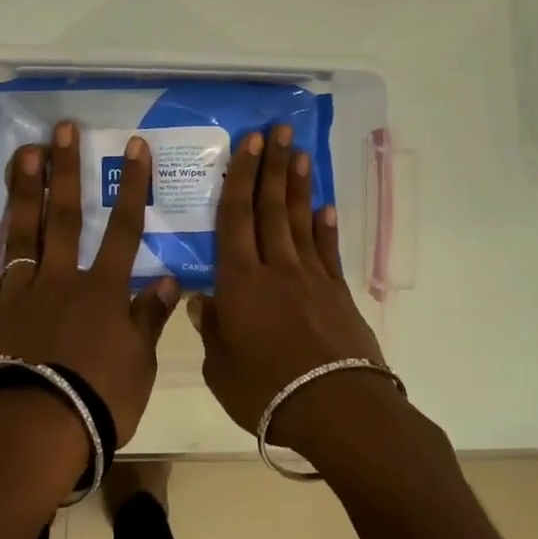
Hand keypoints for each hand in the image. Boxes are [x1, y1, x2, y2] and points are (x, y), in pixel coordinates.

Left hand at [0, 121, 178, 446]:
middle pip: (65, 217)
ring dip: (24, 192)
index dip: (132, 186)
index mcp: (102, 290)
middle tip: (62, 129)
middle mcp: (61, 279)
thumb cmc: (97, 400)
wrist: (33, 431)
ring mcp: (20, 293)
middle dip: (66, 171)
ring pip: (22, 234)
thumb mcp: (139, 363)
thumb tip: (170, 279)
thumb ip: (150, 318)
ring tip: (24, 153)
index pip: (124, 228)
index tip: (134, 146)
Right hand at [187, 125, 389, 447]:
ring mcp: (311, 277)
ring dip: (298, 185)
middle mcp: (275, 267)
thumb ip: (211, 330)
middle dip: (272, 165)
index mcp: (240, 281)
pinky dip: (325, 227)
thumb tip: (200, 300)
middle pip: (270, 207)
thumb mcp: (221, 369)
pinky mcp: (337, 293)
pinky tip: (324, 207)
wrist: (337, 409)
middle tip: (276, 129)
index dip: (240, 177)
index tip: (247, 143)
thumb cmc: (267, 391)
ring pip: (299, 221)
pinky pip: (328, 251)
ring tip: (299, 152)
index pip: (236, 217)